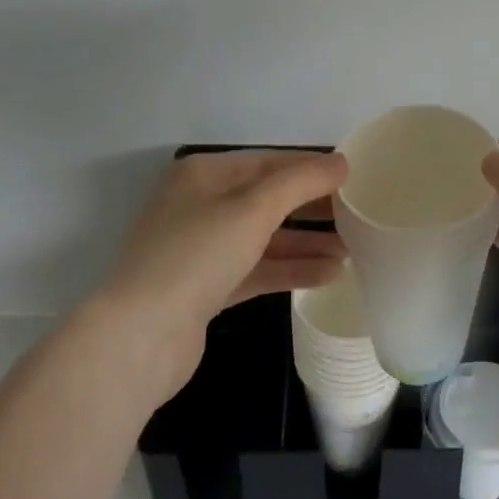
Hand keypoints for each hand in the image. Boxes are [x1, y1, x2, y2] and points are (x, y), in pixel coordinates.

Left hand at [86, 150, 348, 401]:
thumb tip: (341, 162)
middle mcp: (201, 206)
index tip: (354, 178)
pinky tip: (329, 274)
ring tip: (353, 249)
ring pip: (265, 238)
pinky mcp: (207, 288)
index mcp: (204, 175)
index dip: (311, 169)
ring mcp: (202, 249)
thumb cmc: (197, 255)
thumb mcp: (254, 208)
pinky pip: (258, 270)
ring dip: (307, 243)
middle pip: (268, 200)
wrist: (140, 336)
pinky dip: (290, 270)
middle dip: (313, 209)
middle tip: (358, 215)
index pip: (269, 163)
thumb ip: (301, 182)